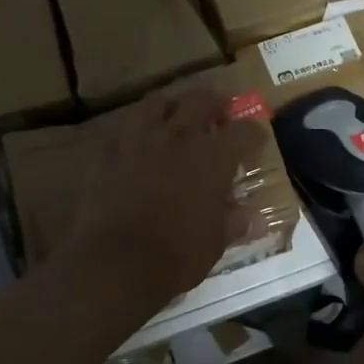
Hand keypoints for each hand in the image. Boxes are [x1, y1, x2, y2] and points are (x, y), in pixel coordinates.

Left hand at [65, 89, 267, 304]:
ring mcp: (140, 139)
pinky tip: (138, 147)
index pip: (244, 131)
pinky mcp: (108, 151)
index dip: (254, 134)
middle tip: (218, 118)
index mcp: (213, 157)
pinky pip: (124, 129)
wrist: (116, 263)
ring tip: (175, 121)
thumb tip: (256, 220)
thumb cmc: (177, 255)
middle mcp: (179, 136)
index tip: (255, 143)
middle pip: (202, 100)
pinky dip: (136, 133)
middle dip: (215, 105)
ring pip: (158, 102)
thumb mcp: (215, 242)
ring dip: (172, 107)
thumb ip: (234, 222)